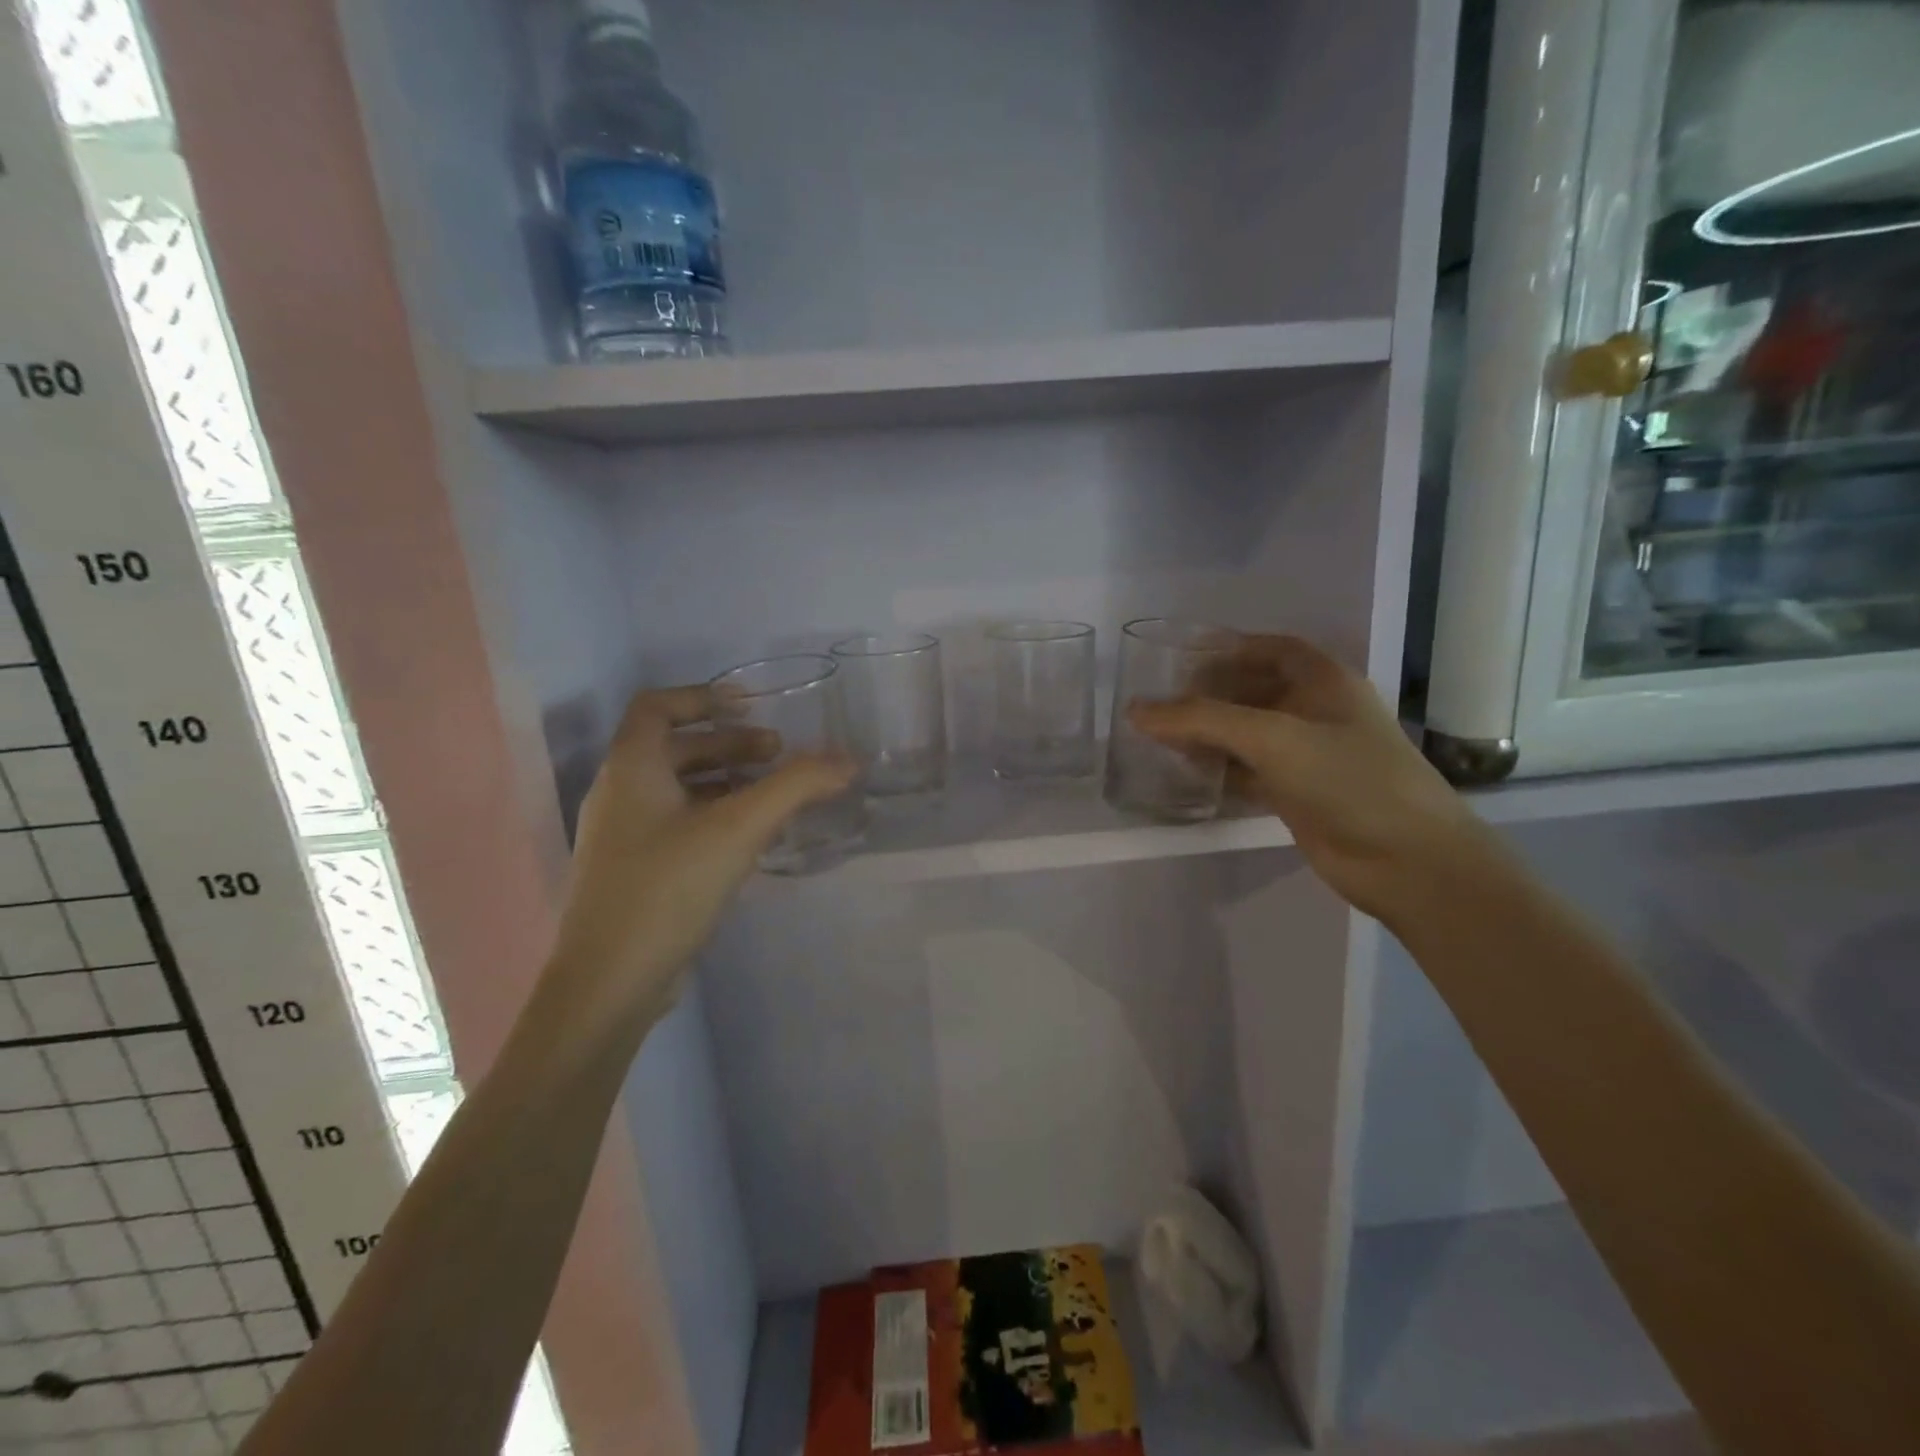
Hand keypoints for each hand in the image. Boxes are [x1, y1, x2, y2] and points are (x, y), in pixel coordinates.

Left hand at [544, 686, 854, 1024]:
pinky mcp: (633, 871)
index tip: (750, 706)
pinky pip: (677, 823)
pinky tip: (749, 838)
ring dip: (725, 780)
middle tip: (779, 755)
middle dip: (729, 744)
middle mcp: (619, 793)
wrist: (608, 982)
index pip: (657, 706)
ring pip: (677, 788)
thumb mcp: (739, 829)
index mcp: (631, 768)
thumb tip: (847, 761)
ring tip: (772, 794)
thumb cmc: (668, 888)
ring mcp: (622, 836)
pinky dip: (714, 815)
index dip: (703, 696)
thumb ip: (796, 787)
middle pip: (675, 748)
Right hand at [1130, 636, 1493, 920]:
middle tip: (1160, 706)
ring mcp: (1309, 755)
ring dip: (1210, 735)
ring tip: (1162, 740)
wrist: (1408, 861)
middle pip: (1253, 691)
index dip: (1228, 649)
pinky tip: (1190, 774)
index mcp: (1325, 682)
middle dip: (1209, 696)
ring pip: (1248, 734)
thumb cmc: (1348, 780)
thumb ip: (1202, 720)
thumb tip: (1136, 710)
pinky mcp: (1299, 794)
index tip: (1181, 660)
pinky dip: (1220, 769)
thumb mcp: (1273, 738)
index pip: (1271, 650)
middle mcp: (1316, 712)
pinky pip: (1250, 771)